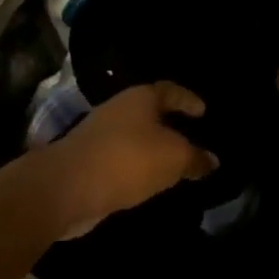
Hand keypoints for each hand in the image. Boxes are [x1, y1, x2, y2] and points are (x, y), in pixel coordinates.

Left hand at [36, 83, 217, 235]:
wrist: (66, 187)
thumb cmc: (127, 160)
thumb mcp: (173, 158)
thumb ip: (195, 158)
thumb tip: (212, 160)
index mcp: (140, 98)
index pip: (170, 90)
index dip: (187, 100)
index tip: (203, 111)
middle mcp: (118, 110)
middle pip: (150, 112)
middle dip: (170, 125)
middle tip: (191, 138)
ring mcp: (99, 135)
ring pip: (135, 137)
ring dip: (152, 149)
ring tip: (172, 165)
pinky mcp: (88, 161)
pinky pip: (121, 159)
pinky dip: (137, 167)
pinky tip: (148, 182)